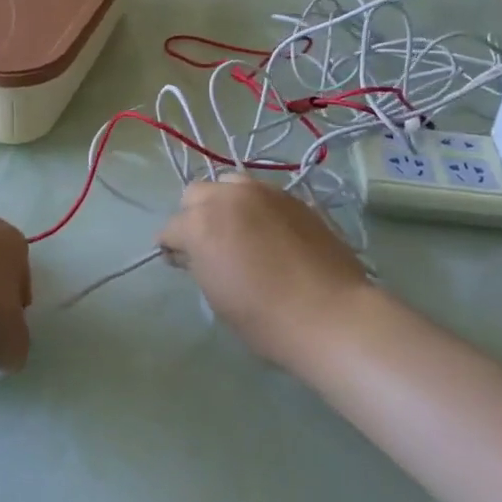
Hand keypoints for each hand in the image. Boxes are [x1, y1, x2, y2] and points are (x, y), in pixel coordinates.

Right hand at [157, 176, 370, 367]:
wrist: (330, 315)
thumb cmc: (264, 318)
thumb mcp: (216, 295)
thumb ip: (197, 263)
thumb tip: (190, 252)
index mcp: (201, 223)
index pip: (170, 228)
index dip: (171, 247)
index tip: (181, 263)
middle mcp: (228, 197)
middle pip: (196, 194)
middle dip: (194, 216)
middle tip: (208, 244)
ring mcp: (263, 192)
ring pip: (229, 184)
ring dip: (225, 203)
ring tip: (238, 230)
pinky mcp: (292, 197)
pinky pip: (261, 193)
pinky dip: (255, 207)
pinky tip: (268, 233)